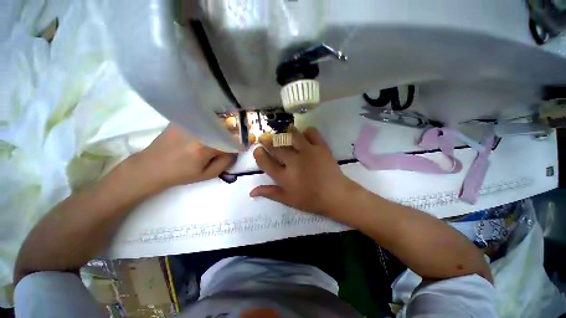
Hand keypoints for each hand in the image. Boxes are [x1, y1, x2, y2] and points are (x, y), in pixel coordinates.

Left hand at [129, 125, 235, 192]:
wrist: (151, 167)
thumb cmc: (181, 174)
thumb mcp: (208, 174)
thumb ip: (226, 162)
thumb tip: (235, 151)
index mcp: (205, 147)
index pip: (232, 141)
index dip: (240, 144)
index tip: (244, 147)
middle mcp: (198, 131)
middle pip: (226, 128)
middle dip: (233, 134)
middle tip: (233, 141)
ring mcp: (189, 123)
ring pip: (216, 122)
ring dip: (223, 128)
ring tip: (222, 136)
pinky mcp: (182, 120)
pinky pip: (204, 119)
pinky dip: (211, 123)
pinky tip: (209, 130)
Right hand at [250, 127, 356, 215]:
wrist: (336, 195)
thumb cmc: (311, 200)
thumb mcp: (288, 200)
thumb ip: (270, 193)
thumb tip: (251, 192)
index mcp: (284, 177)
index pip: (265, 162)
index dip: (259, 154)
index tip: (258, 150)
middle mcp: (294, 162)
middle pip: (276, 147)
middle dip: (268, 141)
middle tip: (265, 138)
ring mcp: (308, 152)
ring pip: (292, 136)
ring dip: (285, 133)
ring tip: (283, 134)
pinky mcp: (321, 147)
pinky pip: (311, 132)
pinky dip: (306, 131)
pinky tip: (304, 135)